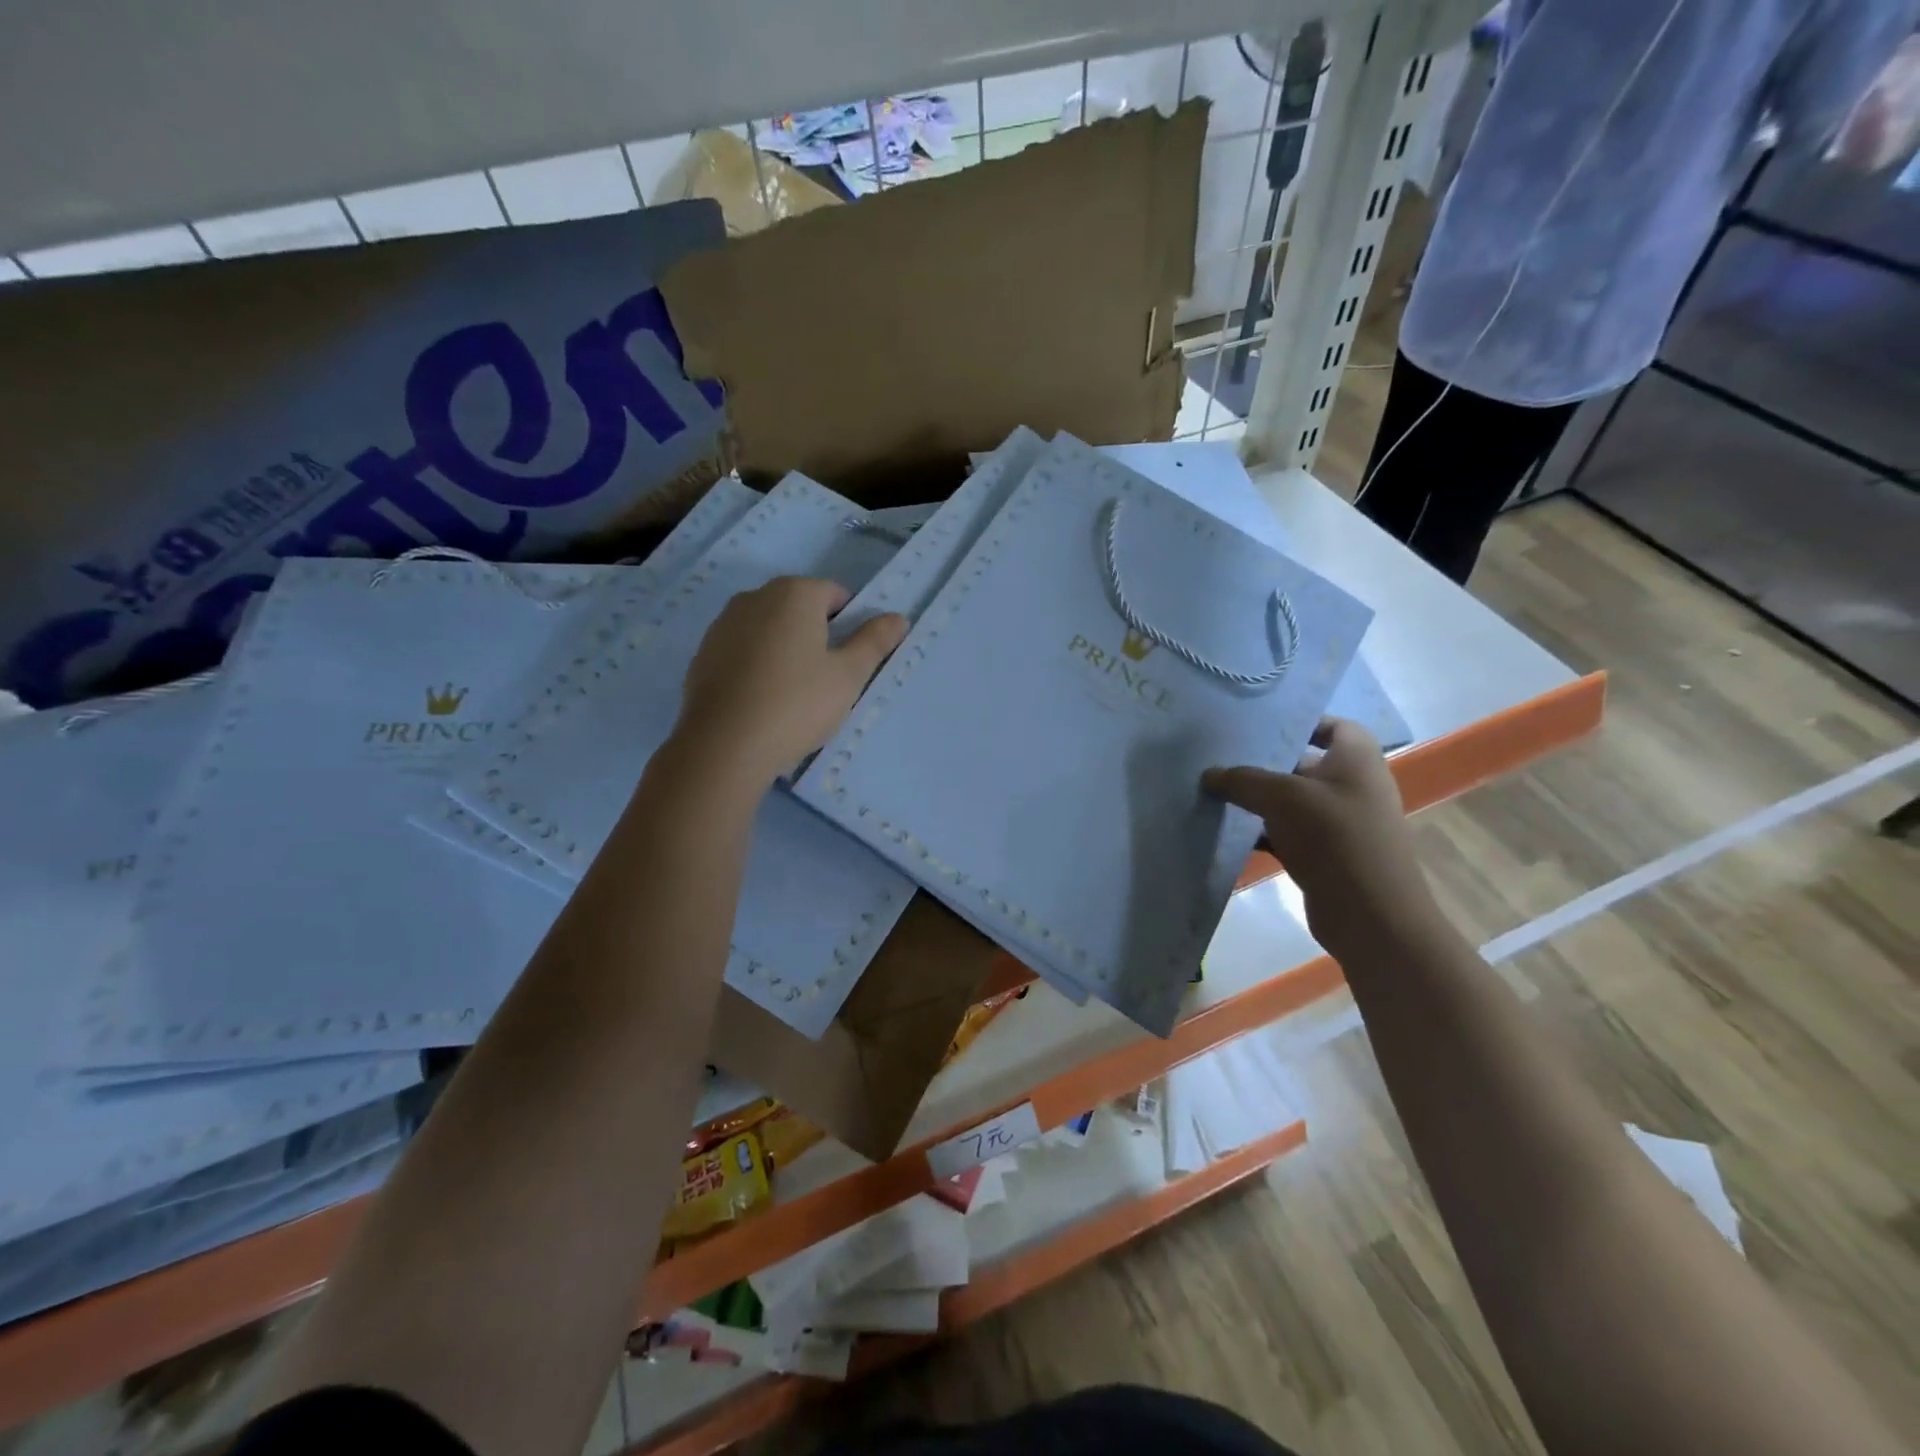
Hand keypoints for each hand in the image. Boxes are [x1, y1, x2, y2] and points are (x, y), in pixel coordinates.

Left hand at [675, 576, 907, 781]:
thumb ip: (874, 642)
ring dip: (784, 649)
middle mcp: (755, 596)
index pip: (834, 594)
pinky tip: (761, 700)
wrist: (724, 745)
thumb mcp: (848, 676)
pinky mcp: (703, 653)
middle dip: (816, 634)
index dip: (850, 624)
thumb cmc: (797, 704)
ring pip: (768, 628)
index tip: (850, 660)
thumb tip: (898, 618)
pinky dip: (756, 665)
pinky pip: (742, 650)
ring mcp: (723, 624)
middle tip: (826, 679)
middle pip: (798, 608)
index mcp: (794, 593)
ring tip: (792, 693)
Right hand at [1203, 718, 1438, 955]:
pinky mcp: (1325, 853)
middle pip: (1302, 762)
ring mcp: (1340, 821)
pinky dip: (1262, 831)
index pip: (1330, 725)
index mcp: (1357, 758)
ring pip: (1291, 800)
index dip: (1297, 722)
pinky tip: (1228, 830)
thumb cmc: (1335, 839)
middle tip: (1219, 756)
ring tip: (1213, 791)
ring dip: (1257, 799)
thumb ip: (1242, 780)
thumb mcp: (1283, 798)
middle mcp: (1352, 784)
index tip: (1256, 726)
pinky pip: (1288, 832)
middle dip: (1263, 762)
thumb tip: (1209, 774)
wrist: (1371, 916)